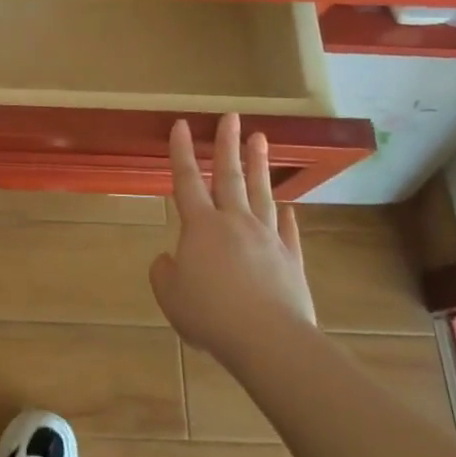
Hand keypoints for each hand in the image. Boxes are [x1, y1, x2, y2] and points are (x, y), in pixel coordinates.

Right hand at [150, 114, 316, 359]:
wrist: (269, 339)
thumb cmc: (210, 314)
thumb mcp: (171, 296)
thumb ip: (164, 273)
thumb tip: (169, 260)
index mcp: (201, 227)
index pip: (187, 180)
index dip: (181, 152)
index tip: (181, 124)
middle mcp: (235, 223)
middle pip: (230, 176)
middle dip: (227, 144)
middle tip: (231, 116)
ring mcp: (267, 239)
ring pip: (261, 194)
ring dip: (259, 165)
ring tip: (261, 139)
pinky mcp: (290, 260)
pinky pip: (287, 231)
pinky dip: (285, 217)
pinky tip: (287, 206)